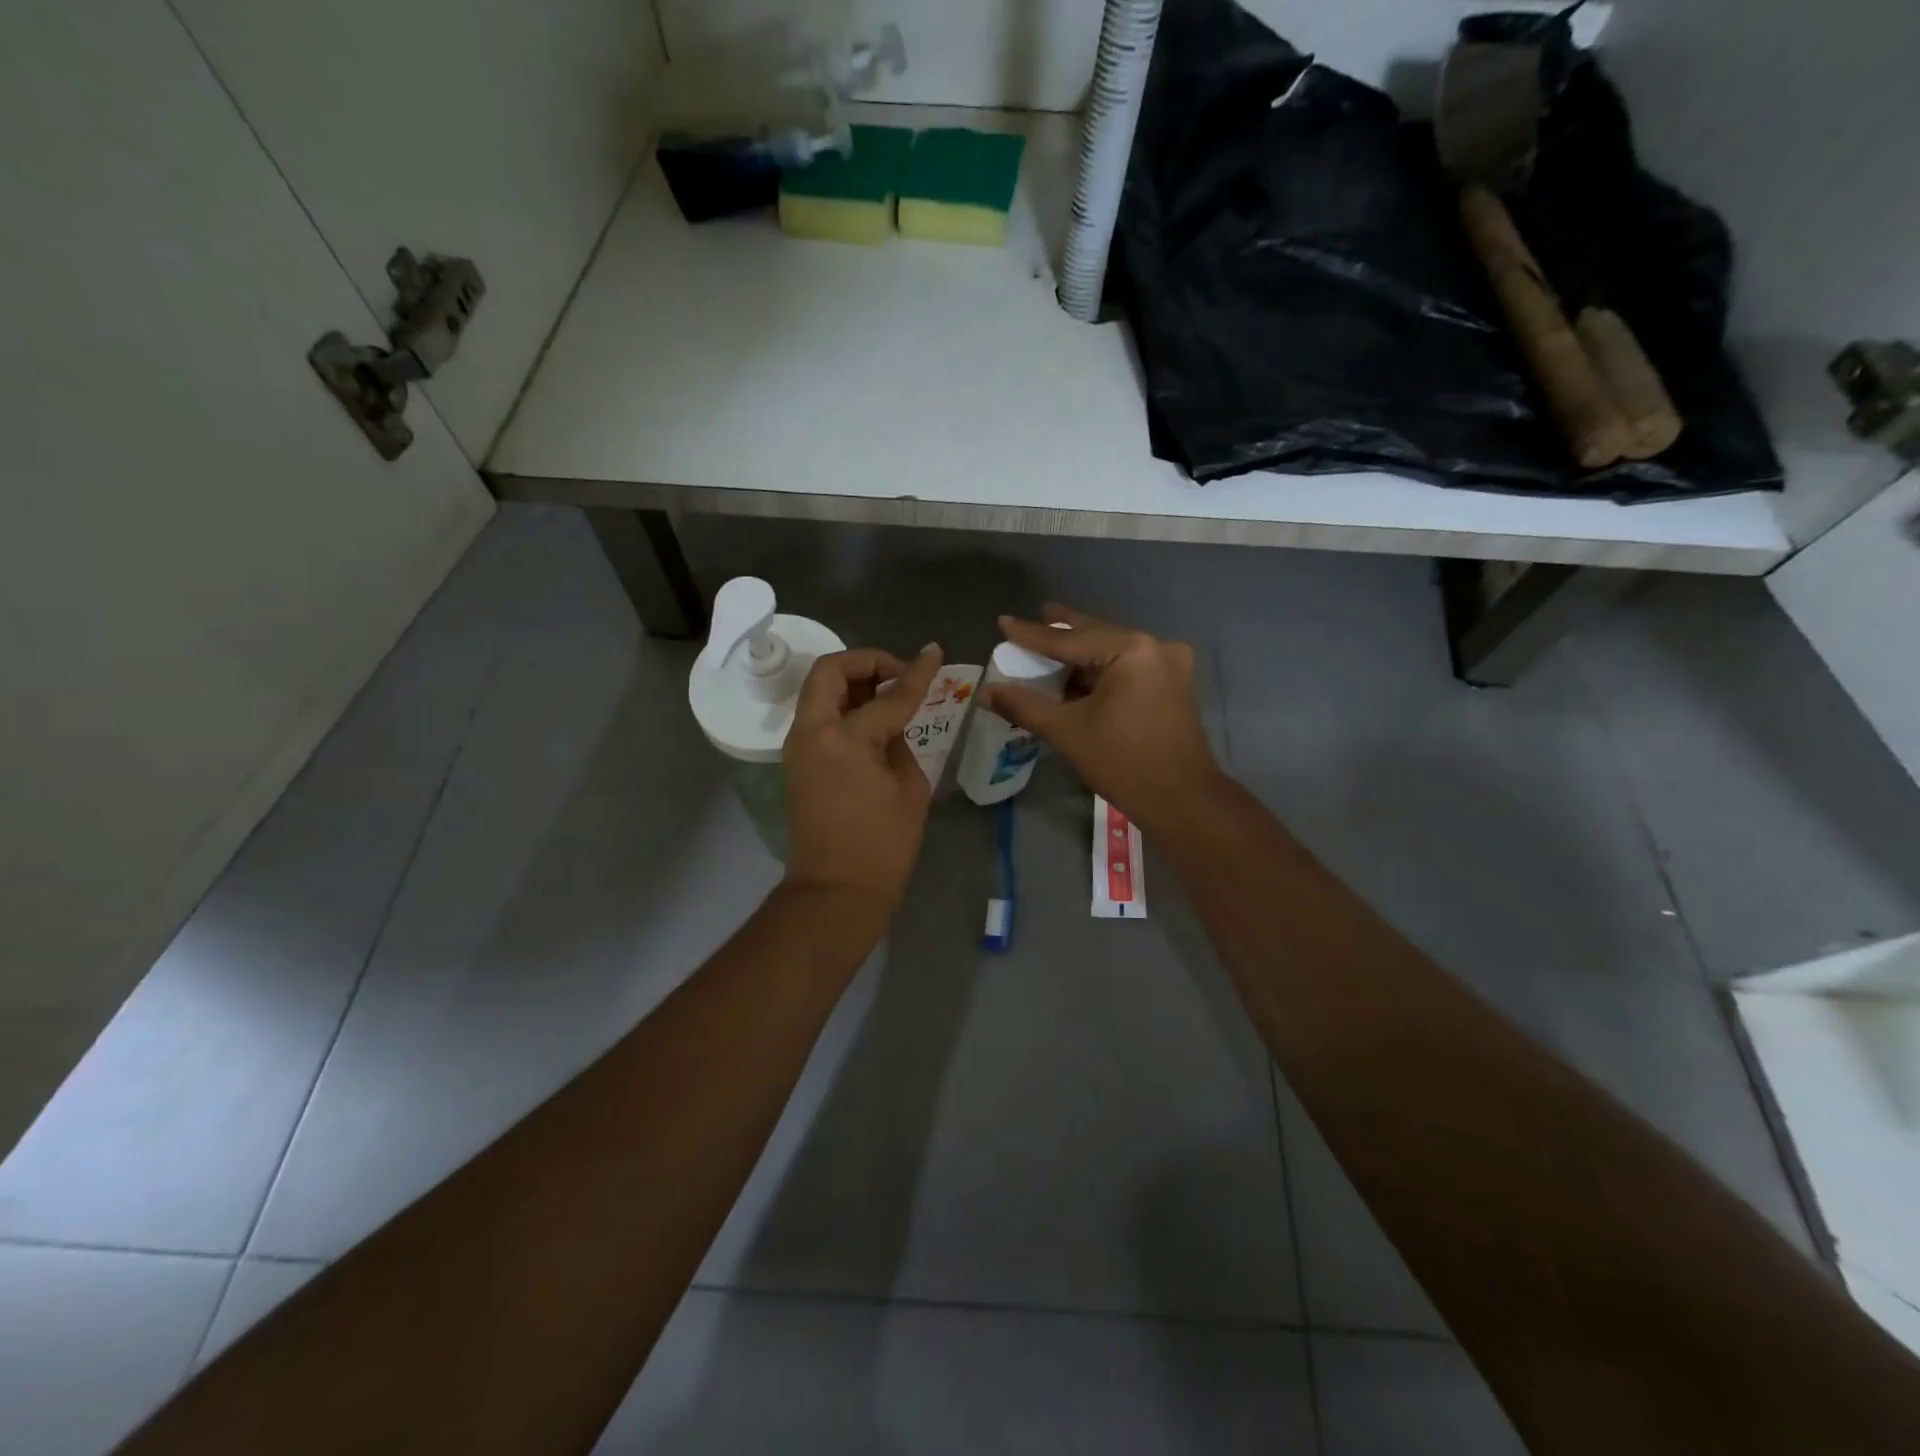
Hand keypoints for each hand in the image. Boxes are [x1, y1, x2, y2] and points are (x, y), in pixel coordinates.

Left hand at [784, 644, 943, 915]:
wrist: (836, 891)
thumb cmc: (882, 845)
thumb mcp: (909, 787)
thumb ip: (900, 741)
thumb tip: (891, 724)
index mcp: (843, 738)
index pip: (888, 696)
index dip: (916, 673)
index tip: (934, 652)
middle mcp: (812, 731)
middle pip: (831, 671)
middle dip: (868, 663)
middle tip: (900, 676)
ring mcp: (798, 746)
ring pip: (821, 691)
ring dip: (854, 683)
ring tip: (891, 696)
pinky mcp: (798, 761)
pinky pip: (821, 717)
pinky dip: (845, 707)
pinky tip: (875, 719)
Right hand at [983, 605, 1224, 834]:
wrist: (1182, 801)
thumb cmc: (1123, 762)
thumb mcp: (1067, 731)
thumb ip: (1025, 705)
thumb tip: (987, 692)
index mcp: (1131, 650)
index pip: (1069, 639)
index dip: (1032, 634)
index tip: (1004, 621)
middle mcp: (1155, 647)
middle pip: (1096, 636)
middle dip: (1063, 632)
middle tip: (1036, 616)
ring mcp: (1170, 665)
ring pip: (1113, 652)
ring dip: (1081, 656)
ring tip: (1051, 652)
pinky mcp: (1174, 686)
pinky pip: (1128, 668)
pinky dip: (1101, 672)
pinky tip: (1079, 678)